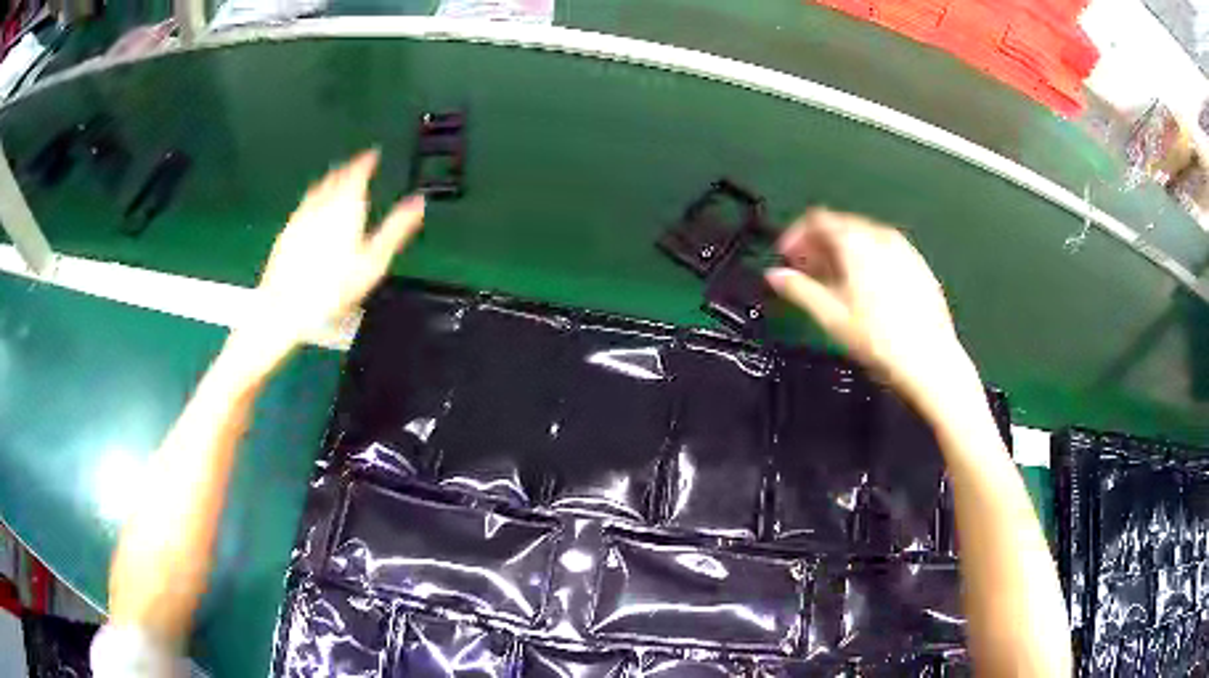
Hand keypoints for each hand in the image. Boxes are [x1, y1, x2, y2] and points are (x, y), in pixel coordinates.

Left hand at [237, 150, 424, 364]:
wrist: (285, 308)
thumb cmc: (332, 289)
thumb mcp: (373, 262)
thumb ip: (396, 229)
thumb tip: (418, 203)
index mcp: (346, 207)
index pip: (357, 173)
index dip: (366, 161)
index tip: (373, 154)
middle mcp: (322, 205)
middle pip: (336, 178)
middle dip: (349, 169)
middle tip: (359, 166)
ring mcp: (301, 217)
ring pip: (318, 189)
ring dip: (331, 180)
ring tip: (338, 179)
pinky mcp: (287, 231)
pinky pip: (304, 205)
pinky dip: (314, 198)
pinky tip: (315, 207)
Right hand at [765, 208, 973, 412]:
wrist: (930, 360)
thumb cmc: (878, 340)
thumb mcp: (832, 317)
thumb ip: (800, 290)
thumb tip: (774, 276)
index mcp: (857, 242)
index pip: (818, 219)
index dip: (796, 235)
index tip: (786, 257)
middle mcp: (881, 236)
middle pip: (842, 226)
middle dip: (819, 245)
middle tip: (805, 272)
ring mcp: (904, 250)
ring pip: (864, 239)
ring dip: (843, 253)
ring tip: (833, 282)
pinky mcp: (919, 266)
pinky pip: (885, 252)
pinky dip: (867, 260)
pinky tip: (865, 289)